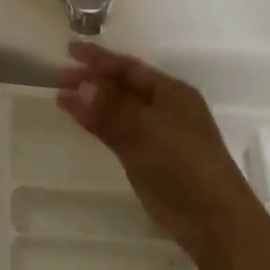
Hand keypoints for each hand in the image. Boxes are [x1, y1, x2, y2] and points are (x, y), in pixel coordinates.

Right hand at [57, 41, 263, 260]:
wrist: (211, 218)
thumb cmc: (183, 163)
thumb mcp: (145, 130)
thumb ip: (110, 109)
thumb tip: (79, 86)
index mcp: (172, 92)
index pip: (129, 68)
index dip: (100, 59)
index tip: (70, 51)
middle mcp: (165, 108)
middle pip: (123, 87)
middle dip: (92, 81)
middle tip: (58, 78)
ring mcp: (156, 134)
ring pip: (119, 110)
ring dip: (92, 103)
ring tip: (61, 97)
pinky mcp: (148, 159)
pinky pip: (118, 132)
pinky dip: (98, 124)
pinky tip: (81, 121)